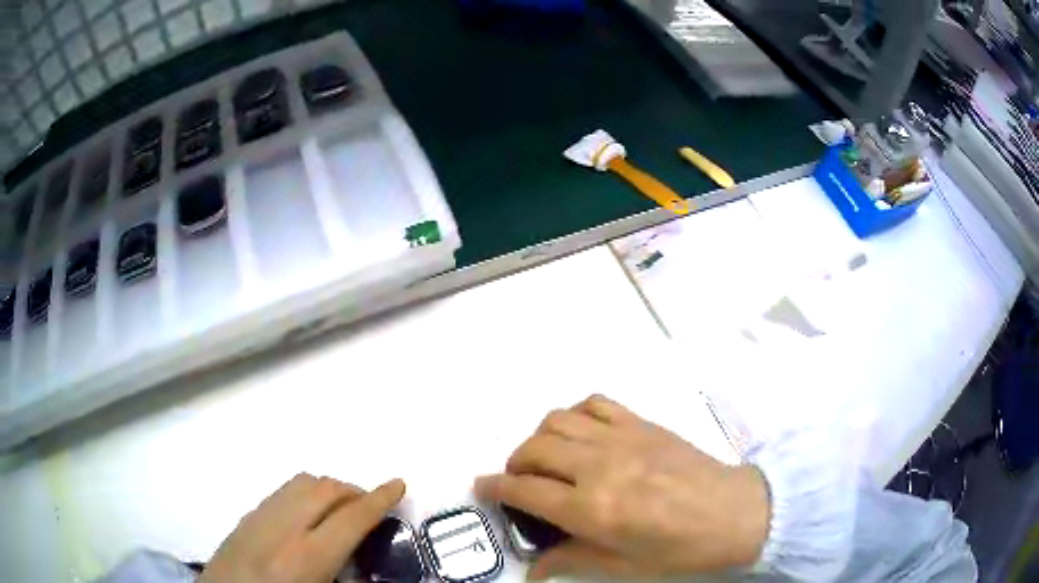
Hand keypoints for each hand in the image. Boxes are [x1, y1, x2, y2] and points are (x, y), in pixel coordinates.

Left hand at [200, 474, 404, 582]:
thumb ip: (348, 580)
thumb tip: (365, 567)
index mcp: (307, 558)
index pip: (351, 518)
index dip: (379, 499)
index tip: (398, 484)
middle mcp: (282, 529)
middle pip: (325, 489)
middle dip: (354, 491)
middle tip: (370, 507)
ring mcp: (259, 518)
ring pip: (301, 482)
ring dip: (328, 489)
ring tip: (339, 510)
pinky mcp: (244, 517)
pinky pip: (281, 491)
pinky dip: (304, 494)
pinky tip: (306, 516)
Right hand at [475, 395, 769, 580]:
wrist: (735, 513)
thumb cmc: (679, 549)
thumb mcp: (622, 567)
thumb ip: (571, 561)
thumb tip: (532, 569)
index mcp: (592, 508)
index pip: (523, 491)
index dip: (494, 488)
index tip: (482, 487)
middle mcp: (598, 466)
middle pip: (533, 449)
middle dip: (514, 464)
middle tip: (519, 481)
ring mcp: (622, 438)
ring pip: (557, 420)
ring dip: (539, 437)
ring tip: (546, 458)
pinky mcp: (642, 423)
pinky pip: (596, 402)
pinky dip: (576, 414)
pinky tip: (580, 433)